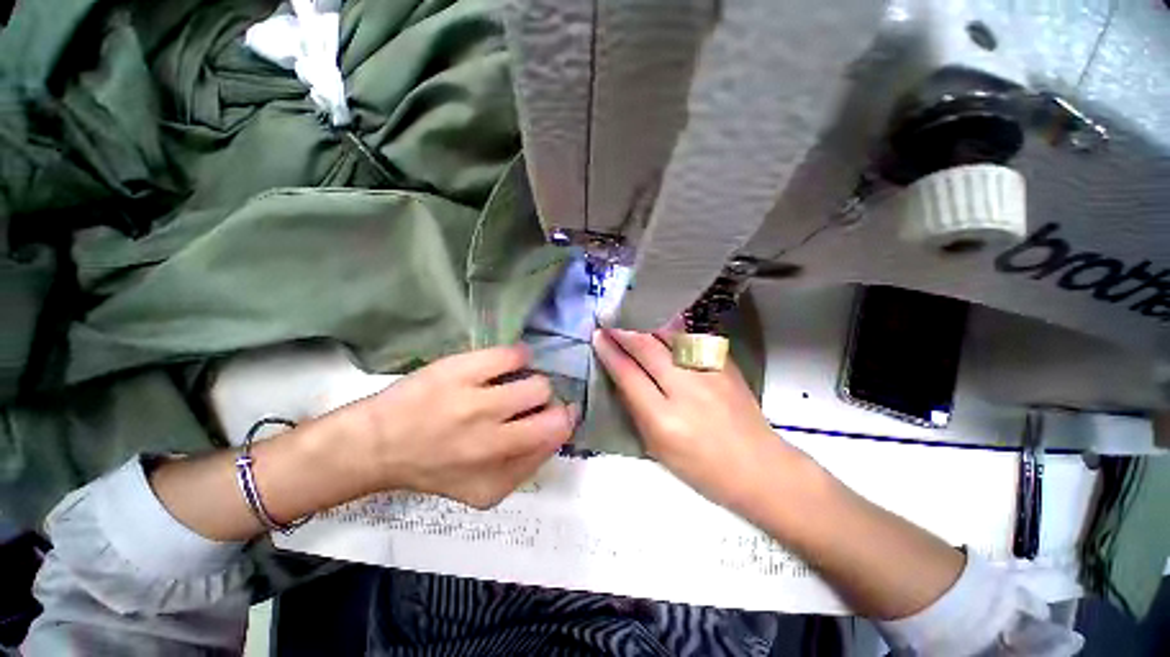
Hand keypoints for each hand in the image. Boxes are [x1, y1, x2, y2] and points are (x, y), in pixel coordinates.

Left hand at [352, 346, 575, 508]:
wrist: (377, 445)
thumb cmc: (435, 467)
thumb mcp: (484, 489)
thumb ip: (527, 467)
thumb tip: (558, 431)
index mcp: (498, 470)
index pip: (556, 435)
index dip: (563, 420)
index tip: (556, 414)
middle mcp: (490, 439)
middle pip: (551, 407)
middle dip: (547, 402)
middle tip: (529, 402)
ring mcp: (474, 402)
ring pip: (536, 383)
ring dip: (532, 381)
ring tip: (515, 383)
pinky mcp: (459, 370)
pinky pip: (512, 355)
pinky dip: (518, 357)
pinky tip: (506, 365)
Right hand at [592, 328, 810, 513]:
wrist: (759, 467)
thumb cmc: (702, 468)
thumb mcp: (657, 448)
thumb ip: (637, 409)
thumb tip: (622, 375)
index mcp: (665, 419)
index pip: (628, 374)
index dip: (610, 352)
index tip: (598, 337)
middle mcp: (687, 389)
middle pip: (647, 348)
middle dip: (623, 331)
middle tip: (609, 321)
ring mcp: (709, 372)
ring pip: (669, 335)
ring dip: (646, 325)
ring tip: (631, 318)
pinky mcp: (725, 364)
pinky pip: (691, 338)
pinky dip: (672, 330)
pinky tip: (662, 326)